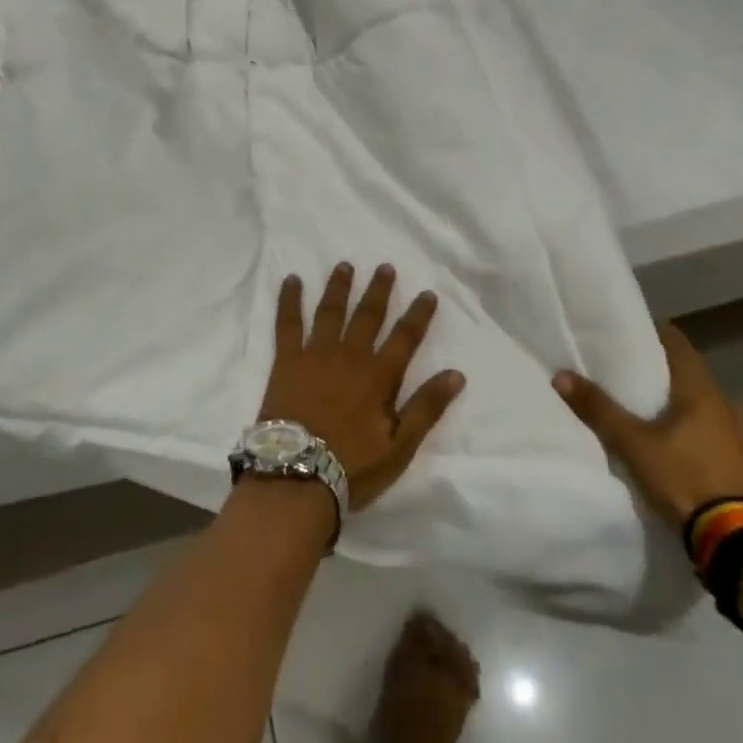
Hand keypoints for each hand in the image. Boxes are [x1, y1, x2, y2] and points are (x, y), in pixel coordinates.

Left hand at [259, 263, 465, 510]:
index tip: (428, 293)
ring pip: (330, 312)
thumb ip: (426, 408)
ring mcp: (315, 355)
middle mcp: (349, 357)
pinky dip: (289, 300)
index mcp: (378, 377)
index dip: (418, 315)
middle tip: (385, 267)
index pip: (405, 338)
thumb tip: (457, 374)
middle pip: (367, 316)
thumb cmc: (352, 467)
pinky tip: (291, 280)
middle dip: (379, 291)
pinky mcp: (286, 362)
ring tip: (345, 265)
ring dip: (339, 287)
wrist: (296, 477)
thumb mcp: (400, 446)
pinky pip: (287, 323)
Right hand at [552, 323, 742, 529]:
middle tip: (639, 389)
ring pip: (715, 413)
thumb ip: (599, 410)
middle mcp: (732, 406)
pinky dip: (713, 443)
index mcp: (703, 391)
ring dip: (693, 415)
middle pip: (695, 380)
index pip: (678, 344)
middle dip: (669, 382)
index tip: (633, 338)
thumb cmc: (686, 481)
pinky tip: (697, 461)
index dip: (655, 336)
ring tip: (666, 429)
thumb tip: (561, 375)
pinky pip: (732, 443)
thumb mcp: (634, 446)